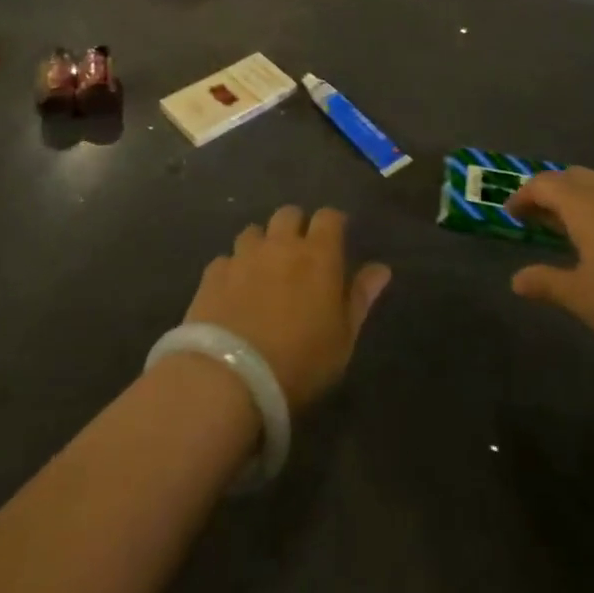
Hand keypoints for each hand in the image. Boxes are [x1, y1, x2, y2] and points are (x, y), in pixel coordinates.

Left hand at [184, 206, 391, 411]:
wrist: (230, 379)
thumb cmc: (300, 362)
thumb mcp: (343, 339)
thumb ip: (360, 298)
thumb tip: (381, 269)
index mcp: (318, 255)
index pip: (329, 216)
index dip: (333, 224)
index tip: (336, 239)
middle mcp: (280, 245)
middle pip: (288, 214)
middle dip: (296, 226)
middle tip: (300, 254)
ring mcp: (243, 256)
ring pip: (254, 231)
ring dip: (262, 244)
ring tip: (263, 270)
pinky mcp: (212, 274)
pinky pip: (226, 259)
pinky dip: (233, 269)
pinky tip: (233, 291)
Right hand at [506, 168, 593, 354]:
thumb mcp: (582, 296)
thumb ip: (547, 283)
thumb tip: (516, 280)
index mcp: (583, 204)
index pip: (543, 184)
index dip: (522, 196)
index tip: (510, 215)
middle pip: (570, 177)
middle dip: (547, 191)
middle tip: (535, 218)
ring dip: (574, 199)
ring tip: (566, 230)